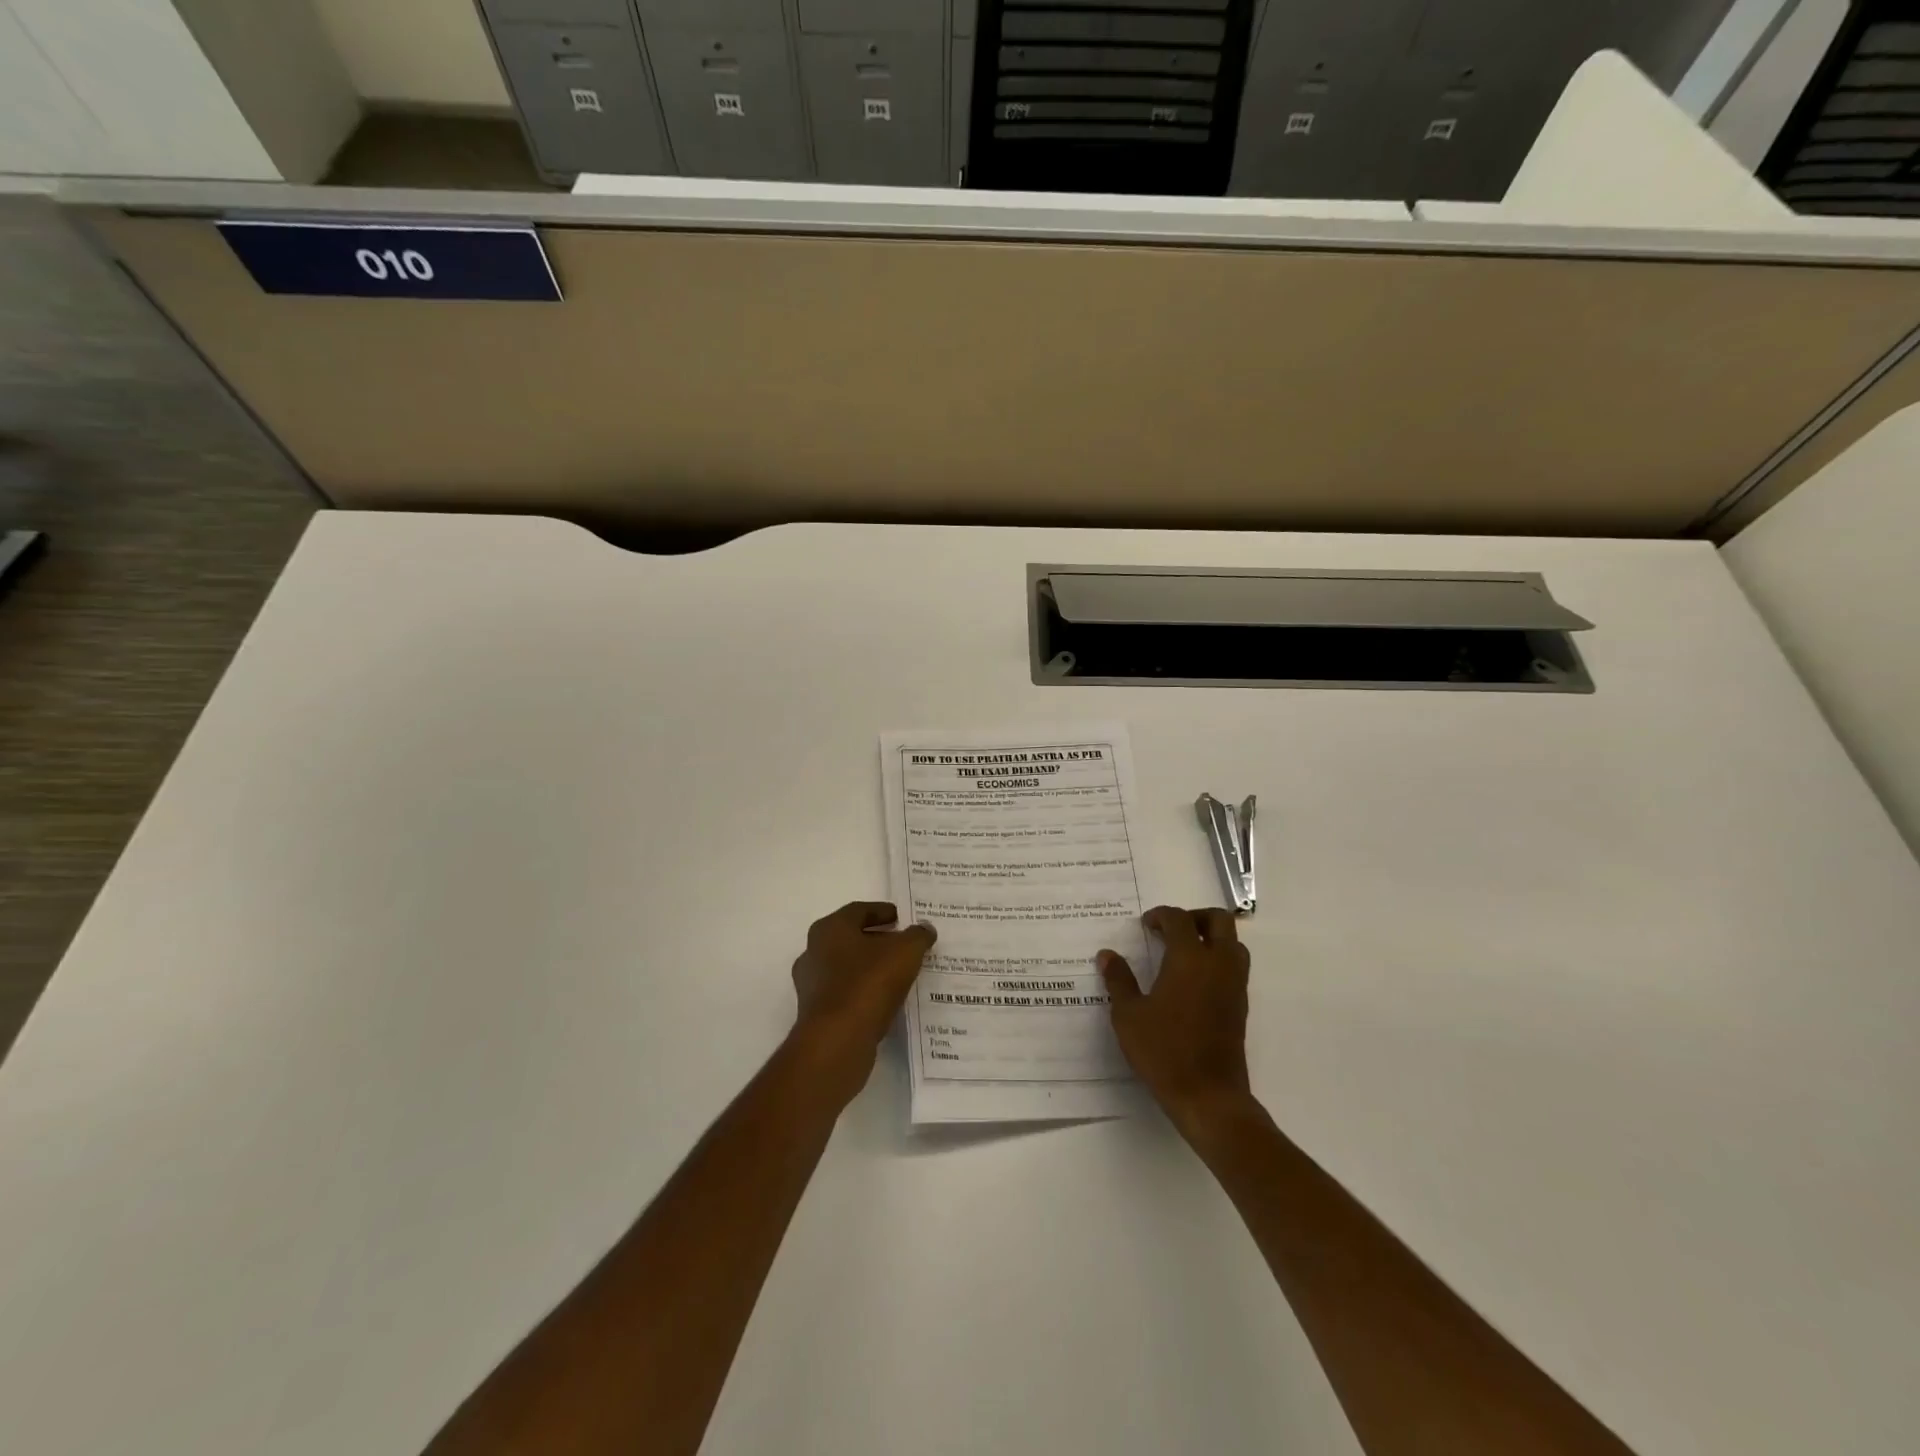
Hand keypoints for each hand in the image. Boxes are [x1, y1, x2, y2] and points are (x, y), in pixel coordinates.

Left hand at [790, 901, 935, 1102]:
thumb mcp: (905, 952)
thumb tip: (925, 928)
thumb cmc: (869, 983)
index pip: (858, 911)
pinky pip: (845, 994)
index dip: (882, 911)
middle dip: (878, 940)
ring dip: (871, 968)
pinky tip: (886, 1000)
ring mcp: (811, 985)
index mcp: (830, 929)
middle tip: (903, 944)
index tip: (901, 918)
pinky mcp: (816, 1014)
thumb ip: (918, 936)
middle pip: (851, 939)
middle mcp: (814, 952)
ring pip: (847, 968)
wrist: (837, 1040)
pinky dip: (864, 992)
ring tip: (899, 974)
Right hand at [1100, 906, 1253, 1140]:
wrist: (1208, 1096)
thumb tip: (1107, 955)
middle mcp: (1218, 965)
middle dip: (1195, 917)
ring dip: (1211, 937)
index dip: (1161, 916)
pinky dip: (1217, 959)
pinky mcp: (1240, 1006)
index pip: (1179, 920)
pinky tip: (1192, 980)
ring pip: (1233, 943)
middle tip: (1170, 929)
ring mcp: (1234, 986)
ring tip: (1183, 951)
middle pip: (1219, 921)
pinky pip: (1234, 967)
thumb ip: (1119, 980)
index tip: (1145, 924)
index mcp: (1189, 959)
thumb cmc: (1164, 1051)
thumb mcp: (1129, 1015)